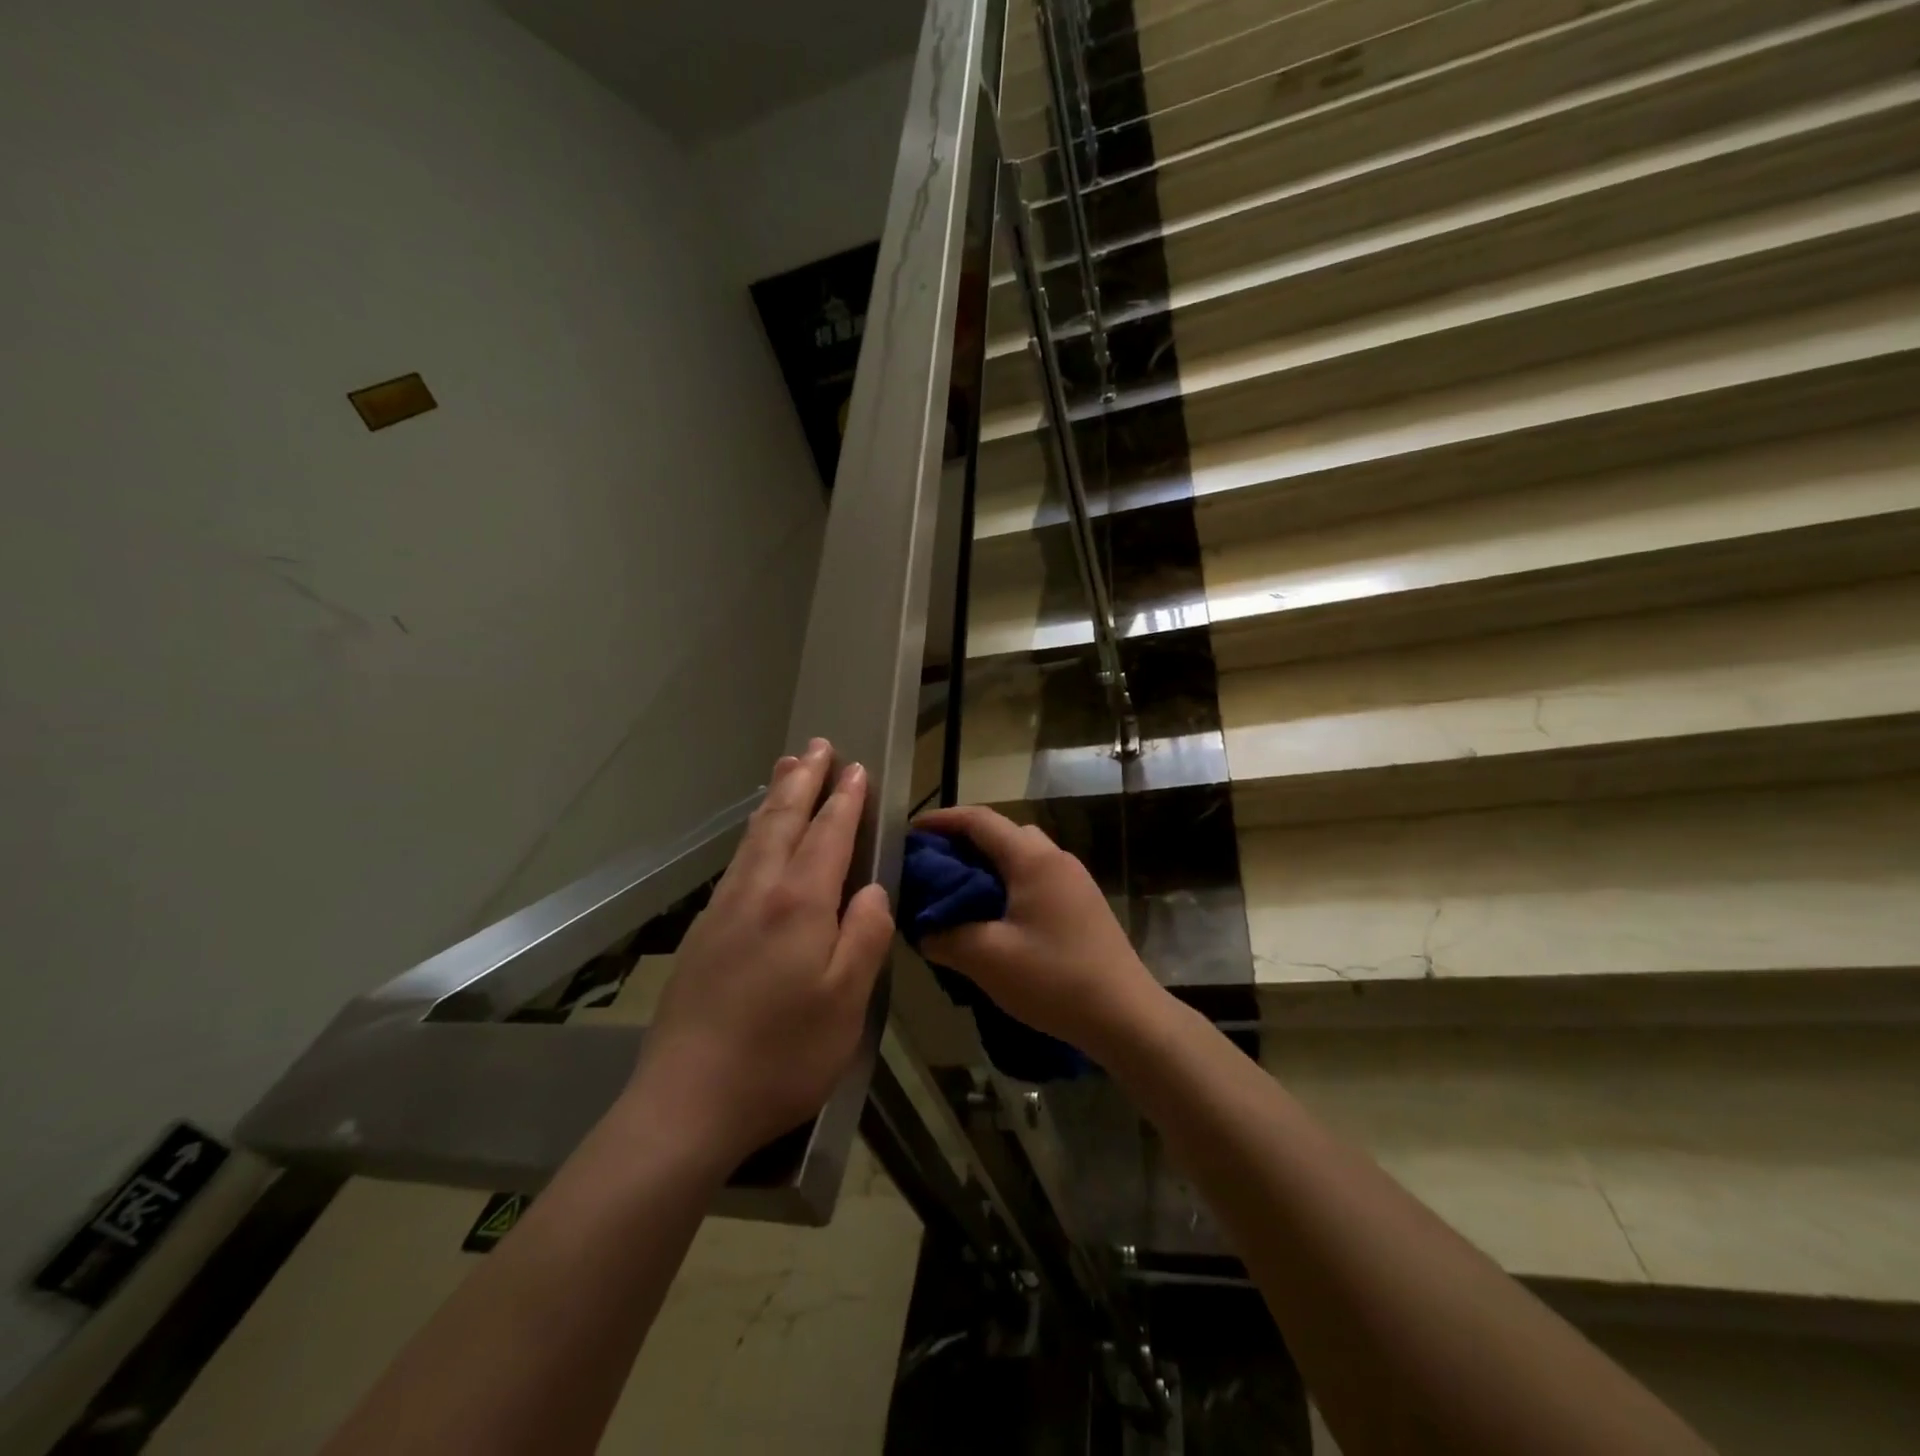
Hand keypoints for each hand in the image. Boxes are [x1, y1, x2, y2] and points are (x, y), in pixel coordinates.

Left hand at [633, 740, 894, 1166]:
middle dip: (804, 781)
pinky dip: (754, 833)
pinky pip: (737, 862)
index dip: (845, 800)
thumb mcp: (847, 1002)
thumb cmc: (782, 1055)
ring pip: (754, 837)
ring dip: (775, 798)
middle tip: (817, 746)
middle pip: (783, 821)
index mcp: (799, 904)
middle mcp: (758, 893)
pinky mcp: (703, 933)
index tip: (856, 768)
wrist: (687, 1102)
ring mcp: (724, 910)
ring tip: (786, 769)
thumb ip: (865, 935)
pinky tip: (756, 839)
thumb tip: (871, 889)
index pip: (828, 835)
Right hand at [912, 805, 1164, 1060]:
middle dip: (964, 842)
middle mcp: (1056, 859)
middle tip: (932, 866)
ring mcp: (1075, 881)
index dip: (942, 821)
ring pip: (1022, 856)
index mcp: (1033, 860)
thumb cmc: (1054, 979)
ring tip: (959, 893)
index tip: (911, 833)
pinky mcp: (1083, 904)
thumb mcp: (987, 959)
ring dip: (988, 865)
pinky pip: (1037, 878)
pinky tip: (995, 917)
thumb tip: (923, 929)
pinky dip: (1009, 884)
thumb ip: (946, 937)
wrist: (1126, 1016)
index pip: (980, 821)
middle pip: (1003, 833)